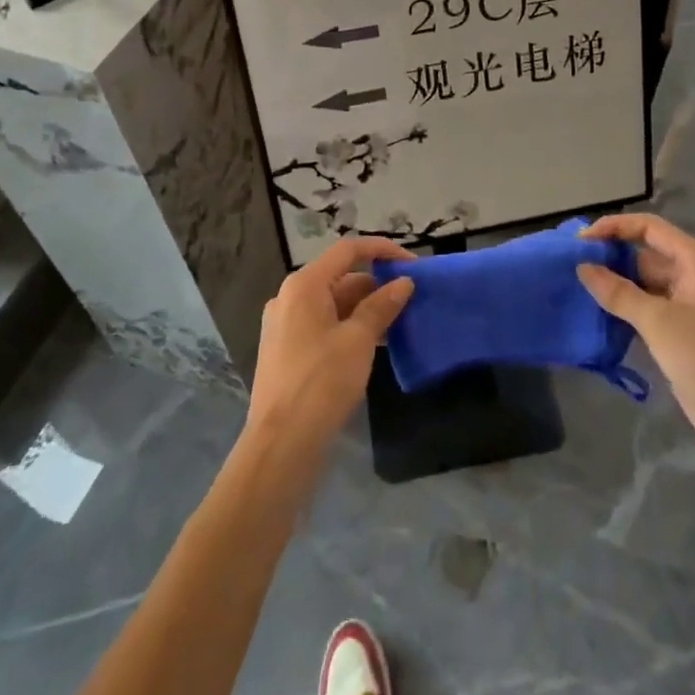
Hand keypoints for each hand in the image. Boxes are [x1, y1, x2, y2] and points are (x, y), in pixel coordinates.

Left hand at [246, 237, 414, 451]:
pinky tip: (374, 345)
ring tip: (398, 323)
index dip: (382, 250)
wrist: (281, 444)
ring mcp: (285, 325)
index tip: (413, 264)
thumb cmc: (321, 382)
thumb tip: (403, 282)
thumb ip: (381, 306)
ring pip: (333, 304)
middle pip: (340, 278)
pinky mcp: (287, 351)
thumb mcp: (359, 340)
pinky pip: (323, 326)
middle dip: (376, 285)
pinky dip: (349, 327)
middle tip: (410, 300)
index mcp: (304, 285)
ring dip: (365, 309)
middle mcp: (290, 298)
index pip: (348, 251)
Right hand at [578, 213, 694, 460]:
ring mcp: (689, 305)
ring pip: (644, 283)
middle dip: (611, 257)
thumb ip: (618, 292)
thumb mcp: (658, 322)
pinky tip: (598, 315)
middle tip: (572, 267)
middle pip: (645, 253)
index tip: (581, 242)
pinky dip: (625, 309)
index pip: (649, 228)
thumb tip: (583, 267)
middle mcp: (694, 276)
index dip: (614, 228)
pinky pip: (648, 308)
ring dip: (615, 285)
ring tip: (578, 289)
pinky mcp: (683, 331)